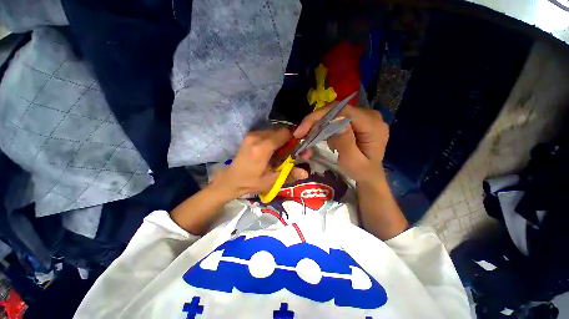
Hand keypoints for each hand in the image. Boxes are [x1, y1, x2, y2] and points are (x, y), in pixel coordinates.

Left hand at [211, 126, 308, 199]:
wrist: (231, 179)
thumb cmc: (251, 182)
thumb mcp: (271, 181)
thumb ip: (289, 175)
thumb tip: (306, 172)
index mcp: (262, 148)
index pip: (284, 134)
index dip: (295, 138)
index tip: (299, 148)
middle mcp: (256, 137)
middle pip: (280, 130)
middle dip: (289, 139)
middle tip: (292, 152)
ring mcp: (252, 134)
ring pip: (274, 130)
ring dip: (281, 139)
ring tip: (282, 152)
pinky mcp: (250, 135)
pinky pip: (267, 132)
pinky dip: (274, 139)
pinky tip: (273, 150)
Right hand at [294, 104, 388, 182]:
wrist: (369, 174)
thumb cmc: (361, 171)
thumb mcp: (352, 162)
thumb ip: (345, 142)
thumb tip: (336, 121)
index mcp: (373, 125)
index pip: (344, 111)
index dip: (320, 116)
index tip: (302, 130)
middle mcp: (369, 115)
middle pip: (337, 110)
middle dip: (316, 121)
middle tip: (300, 134)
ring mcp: (363, 116)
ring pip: (334, 113)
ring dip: (317, 125)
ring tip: (306, 138)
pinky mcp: (355, 120)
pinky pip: (335, 118)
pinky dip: (323, 126)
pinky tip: (317, 136)